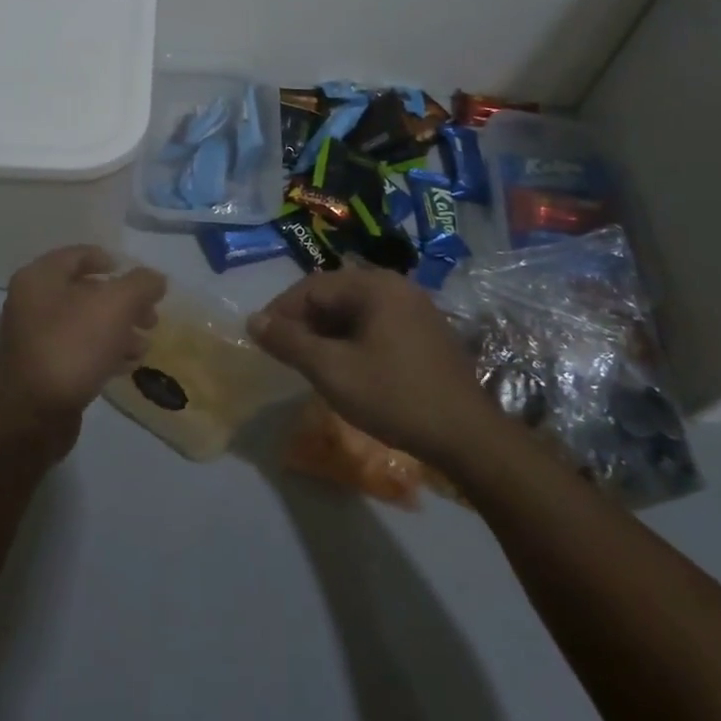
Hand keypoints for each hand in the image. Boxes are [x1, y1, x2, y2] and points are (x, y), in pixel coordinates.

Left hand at [0, 246, 167, 456]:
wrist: (33, 416)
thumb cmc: (72, 346)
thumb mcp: (116, 305)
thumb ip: (141, 285)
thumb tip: (156, 279)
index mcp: (40, 278)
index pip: (79, 255)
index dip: (111, 261)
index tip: (140, 280)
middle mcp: (33, 302)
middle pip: (86, 291)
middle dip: (124, 302)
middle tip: (151, 317)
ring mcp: (36, 338)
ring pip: (86, 323)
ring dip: (119, 330)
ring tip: (144, 346)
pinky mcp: (44, 369)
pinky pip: (80, 350)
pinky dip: (105, 352)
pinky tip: (128, 365)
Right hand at [249, 267, 495, 465]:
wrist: (467, 435)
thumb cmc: (394, 397)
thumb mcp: (332, 370)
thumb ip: (289, 342)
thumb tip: (253, 320)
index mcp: (374, 285)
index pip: (311, 286)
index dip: (280, 311)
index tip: (260, 339)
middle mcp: (396, 286)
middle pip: (333, 294)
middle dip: (303, 321)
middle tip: (282, 352)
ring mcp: (414, 307)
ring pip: (354, 310)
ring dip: (326, 331)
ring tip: (308, 362)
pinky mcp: (425, 330)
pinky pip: (375, 322)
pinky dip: (351, 338)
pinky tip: (344, 366)